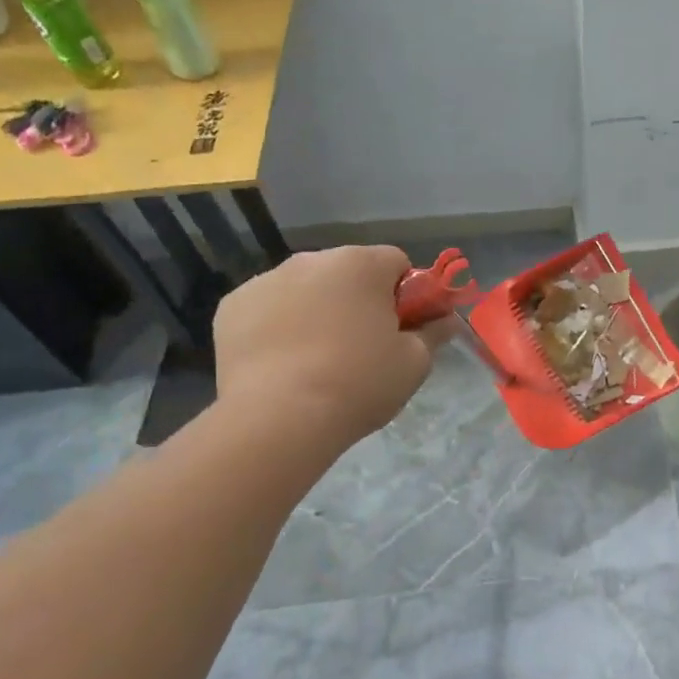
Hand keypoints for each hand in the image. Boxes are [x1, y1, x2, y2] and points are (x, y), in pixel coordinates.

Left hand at [212, 245, 437, 445]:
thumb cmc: (359, 383)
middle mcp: (312, 259)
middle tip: (362, 347)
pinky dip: (278, 325)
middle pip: (348, 272)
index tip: (401, 328)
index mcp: (361, 263)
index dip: (406, 294)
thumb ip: (434, 333)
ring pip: (306, 288)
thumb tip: (446, 319)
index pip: (396, 263)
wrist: (279, 419)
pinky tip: (282, 362)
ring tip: (317, 360)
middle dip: (358, 299)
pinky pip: (269, 308)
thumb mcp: (415, 363)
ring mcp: (266, 280)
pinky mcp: (232, 306)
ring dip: (317, 310)